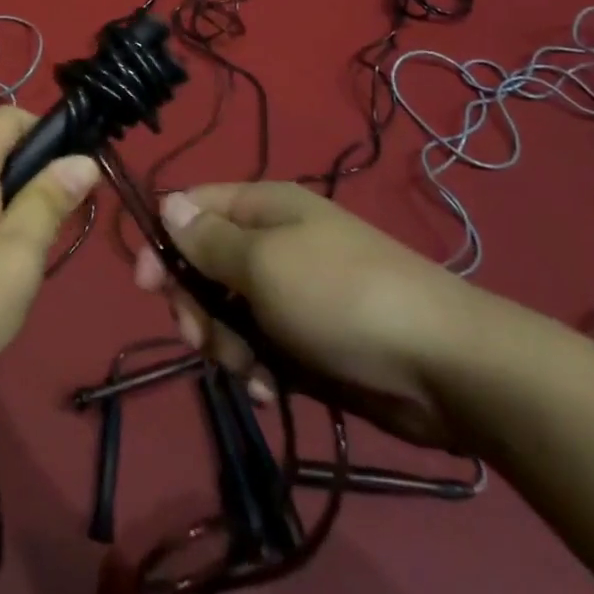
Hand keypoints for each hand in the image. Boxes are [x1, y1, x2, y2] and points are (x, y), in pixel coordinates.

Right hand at [134, 183, 517, 449]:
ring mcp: (292, 292)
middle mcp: (274, 243)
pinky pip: (260, 348)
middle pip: (204, 266)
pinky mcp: (309, 338)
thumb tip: (168, 204)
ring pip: (228, 314)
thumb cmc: (342, 297)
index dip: (165, 242)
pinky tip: (271, 389)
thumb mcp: (264, 263)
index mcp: (263, 208)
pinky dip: (258, 369)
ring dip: (227, 345)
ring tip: (251, 370)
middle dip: (196, 306)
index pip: (192, 209)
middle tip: (206, 340)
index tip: (148, 286)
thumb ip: (209, 240)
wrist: (445, 366)